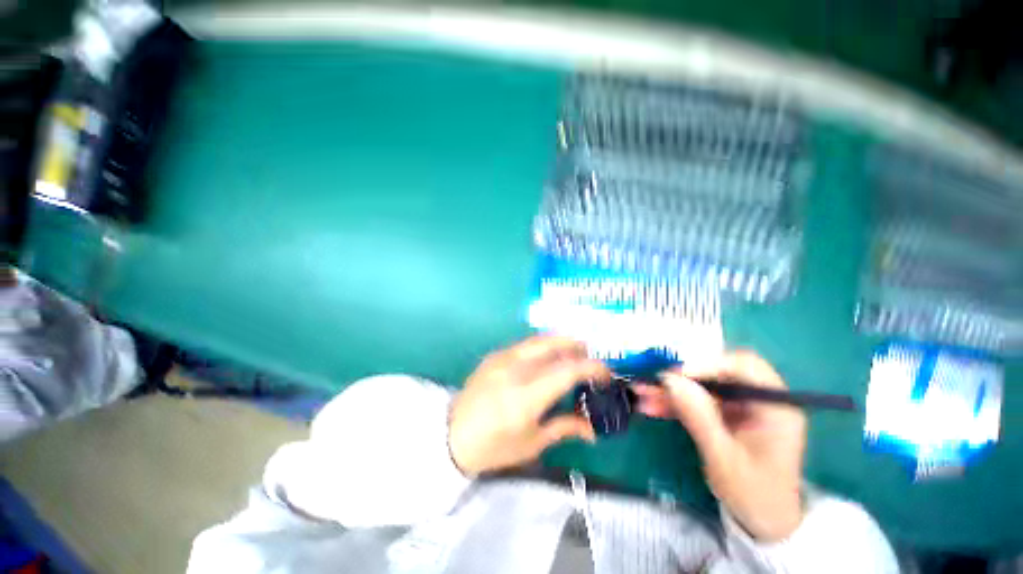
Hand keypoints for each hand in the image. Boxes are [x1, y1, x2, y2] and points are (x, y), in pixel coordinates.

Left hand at [448, 336, 608, 475]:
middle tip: (589, 355)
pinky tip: (545, 357)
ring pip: (538, 339)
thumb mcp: (532, 443)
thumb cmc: (493, 446)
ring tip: (571, 351)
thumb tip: (592, 428)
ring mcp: (502, 358)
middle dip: (577, 346)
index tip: (605, 374)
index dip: (592, 368)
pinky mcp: (494, 355)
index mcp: (527, 395)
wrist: (451, 435)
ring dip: (559, 342)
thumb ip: (564, 427)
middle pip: (553, 344)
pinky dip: (542, 346)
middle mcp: (515, 369)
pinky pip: (524, 344)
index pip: (567, 371)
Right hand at [634, 351, 805, 540]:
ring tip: (641, 392)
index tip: (675, 375)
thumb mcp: (723, 458)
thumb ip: (698, 416)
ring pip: (701, 386)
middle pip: (716, 373)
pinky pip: (696, 401)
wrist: (762, 519)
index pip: (744, 366)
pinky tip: (651, 405)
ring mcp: (740, 406)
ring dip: (671, 390)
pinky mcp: (725, 414)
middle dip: (680, 377)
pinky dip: (674, 403)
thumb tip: (670, 380)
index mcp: (775, 406)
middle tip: (650, 381)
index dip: (707, 364)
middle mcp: (758, 398)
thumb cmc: (753, 493)